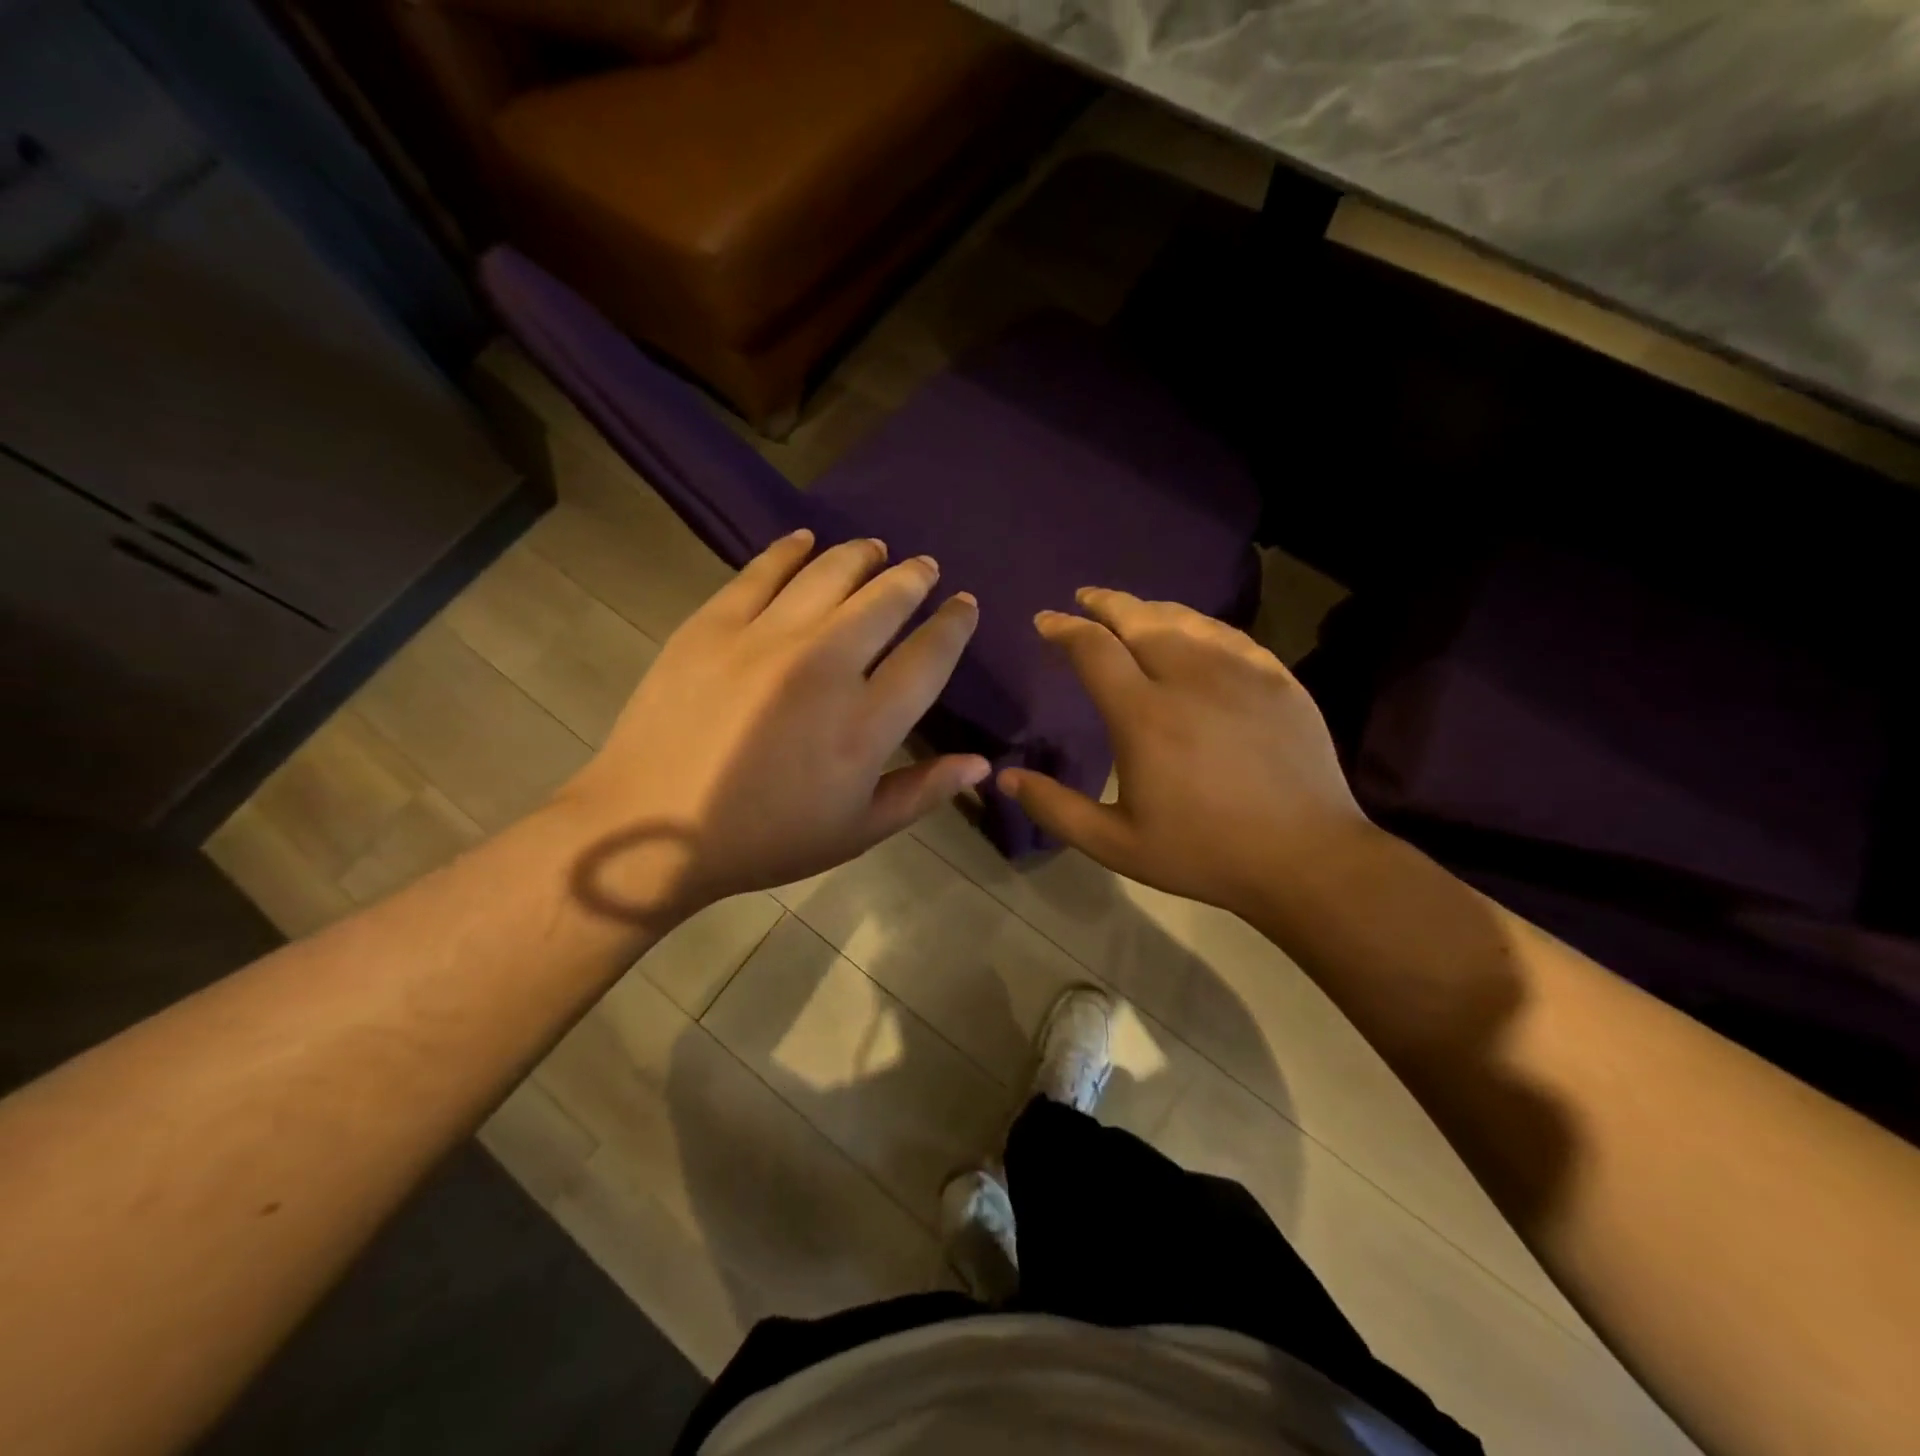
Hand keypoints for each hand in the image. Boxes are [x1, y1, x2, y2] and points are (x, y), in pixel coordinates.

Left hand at [555, 530, 986, 925]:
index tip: (964, 605)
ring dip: (861, 555)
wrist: (652, 831)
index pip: (929, 655)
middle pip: (886, 600)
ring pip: (829, 574)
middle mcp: (825, 666)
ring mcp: (765, 638)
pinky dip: (790, 550)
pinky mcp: (713, 625)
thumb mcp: (856, 831)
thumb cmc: (764, 839)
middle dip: (914, 578)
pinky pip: (761, 571)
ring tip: (876, 549)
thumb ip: (922, 791)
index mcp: (866, 722)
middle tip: (924, 567)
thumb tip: (981, 762)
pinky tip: (805, 540)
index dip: (954, 624)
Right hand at [998, 588, 1369, 917]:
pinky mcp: (1277, 678)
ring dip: (1149, 609)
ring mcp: (1239, 672)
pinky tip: (1193, 632)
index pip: (1093, 649)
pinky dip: (1199, 625)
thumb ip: (1056, 808)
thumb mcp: (1116, 844)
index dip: (1064, 629)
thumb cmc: (1204, 853)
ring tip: (1131, 610)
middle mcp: (1188, 677)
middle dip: (1104, 603)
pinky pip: (1229, 635)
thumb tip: (1004, 778)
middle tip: (1084, 598)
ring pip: (1185, 620)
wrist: (1306, 858)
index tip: (1046, 621)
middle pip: (1139, 619)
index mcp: (1143, 714)